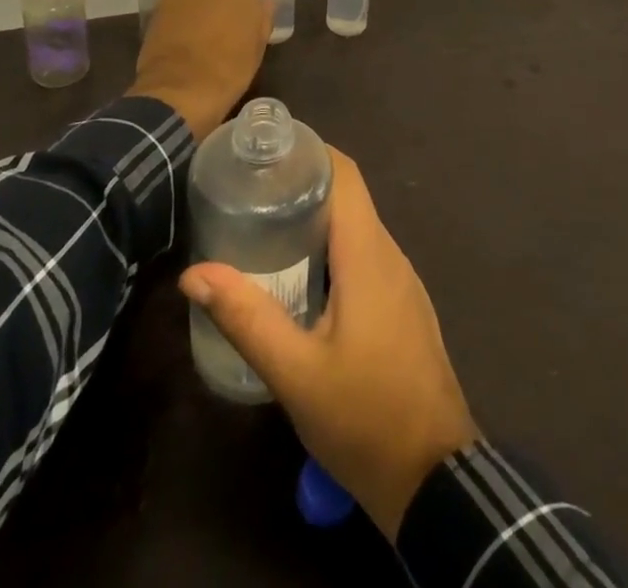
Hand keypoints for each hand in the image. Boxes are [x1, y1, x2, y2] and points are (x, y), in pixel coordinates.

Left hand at [129, 0, 293, 140]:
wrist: (176, 95)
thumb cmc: (228, 64)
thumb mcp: (257, 39)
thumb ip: (261, 13)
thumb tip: (258, 3)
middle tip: (249, 15)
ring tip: (224, 35)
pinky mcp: (162, 9)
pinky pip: (189, 1)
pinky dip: (199, 13)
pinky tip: (203, 41)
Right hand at [179, 148, 476, 539]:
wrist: (432, 475)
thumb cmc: (364, 416)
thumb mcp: (295, 373)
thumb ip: (247, 318)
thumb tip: (194, 273)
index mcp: (368, 253)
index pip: (345, 174)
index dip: (310, 151)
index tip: (267, 151)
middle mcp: (390, 253)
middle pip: (348, 196)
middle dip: (302, 184)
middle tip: (249, 190)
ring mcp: (401, 279)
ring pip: (356, 227)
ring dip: (316, 218)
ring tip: (263, 225)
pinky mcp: (402, 303)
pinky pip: (365, 255)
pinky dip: (331, 247)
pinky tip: (299, 274)